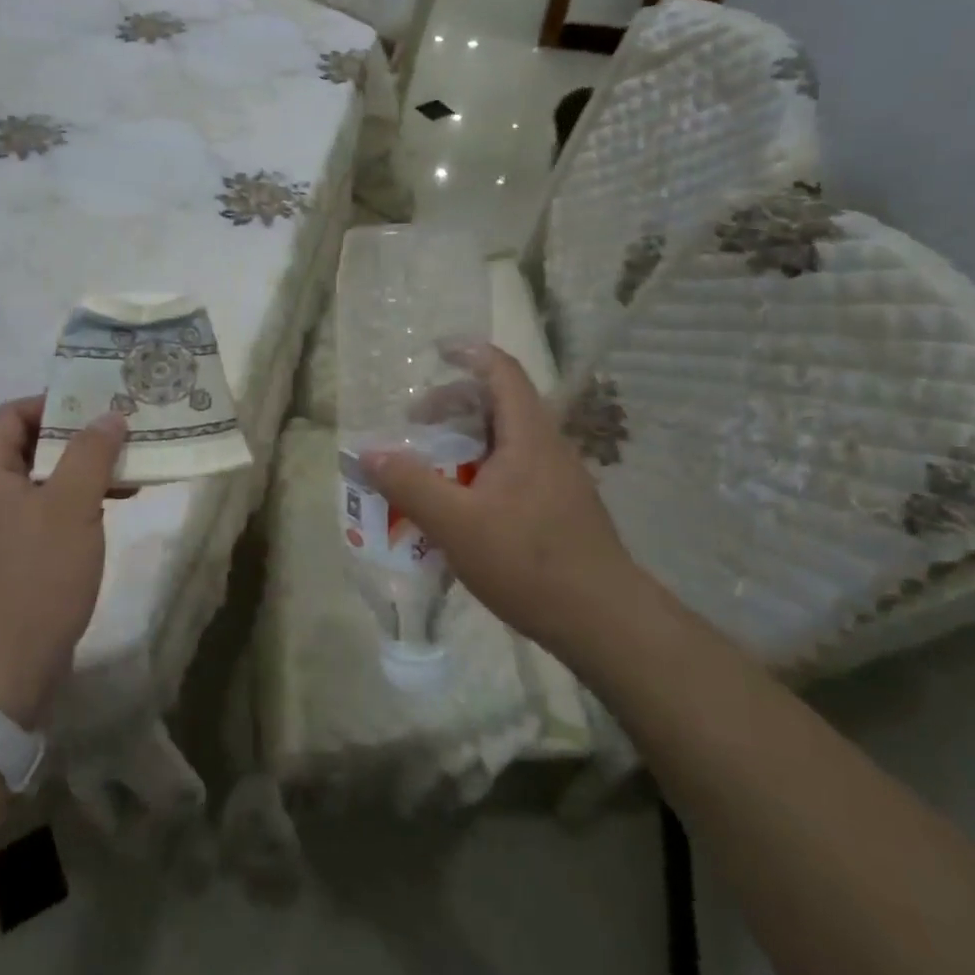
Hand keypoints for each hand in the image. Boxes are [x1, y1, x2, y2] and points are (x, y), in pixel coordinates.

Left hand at [0, 396, 126, 728]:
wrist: (2, 672)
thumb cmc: (35, 576)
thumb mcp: (71, 506)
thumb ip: (91, 453)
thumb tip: (109, 416)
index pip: (9, 414)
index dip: (50, 402)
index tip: (94, 406)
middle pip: (29, 445)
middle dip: (77, 436)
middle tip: (121, 432)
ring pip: (44, 480)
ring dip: (83, 470)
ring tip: (129, 468)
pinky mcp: (15, 559)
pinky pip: (48, 513)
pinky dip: (79, 502)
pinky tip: (114, 507)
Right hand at [363, 344, 642, 656]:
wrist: (605, 623)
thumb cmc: (530, 562)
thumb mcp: (456, 523)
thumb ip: (410, 484)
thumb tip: (369, 452)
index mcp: (528, 436)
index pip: (501, 371)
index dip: (469, 353)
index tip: (435, 351)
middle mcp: (547, 447)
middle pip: (499, 403)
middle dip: (453, 404)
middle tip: (415, 423)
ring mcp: (557, 479)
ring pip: (505, 440)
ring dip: (464, 441)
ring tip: (430, 467)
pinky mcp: (559, 508)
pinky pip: (512, 470)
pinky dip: (479, 470)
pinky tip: (460, 507)